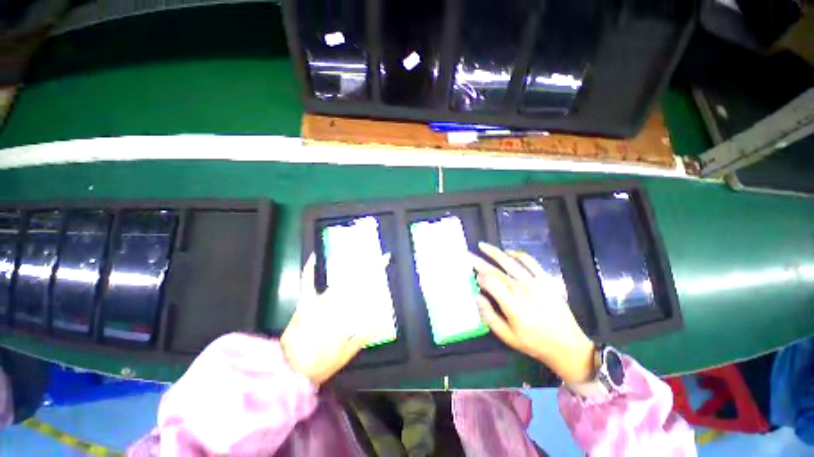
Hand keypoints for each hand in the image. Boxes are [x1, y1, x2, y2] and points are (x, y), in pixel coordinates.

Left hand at [281, 253, 387, 384]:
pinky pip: (307, 282)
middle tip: (375, 258)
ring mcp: (318, 299)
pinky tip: (314, 257)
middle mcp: (334, 299)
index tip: (385, 258)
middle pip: (353, 276)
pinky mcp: (305, 302)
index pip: (365, 284)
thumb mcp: (348, 351)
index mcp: (346, 310)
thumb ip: (364, 336)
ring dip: (349, 266)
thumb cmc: (322, 361)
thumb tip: (378, 322)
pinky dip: (309, 269)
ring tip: (358, 256)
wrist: (291, 369)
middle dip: (366, 264)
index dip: (376, 268)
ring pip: (337, 277)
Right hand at [472, 243, 595, 382]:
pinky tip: (508, 253)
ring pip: (510, 262)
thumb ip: (489, 315)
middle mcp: (522, 289)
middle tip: (468, 254)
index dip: (479, 278)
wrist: (567, 345)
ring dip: (495, 252)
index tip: (474, 279)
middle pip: (496, 270)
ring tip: (483, 245)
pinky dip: (518, 254)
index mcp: (512, 304)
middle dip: (479, 261)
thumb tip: (475, 296)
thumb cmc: (534, 342)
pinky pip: (530, 262)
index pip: (490, 282)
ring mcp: (535, 282)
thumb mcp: (507, 336)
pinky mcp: (545, 280)